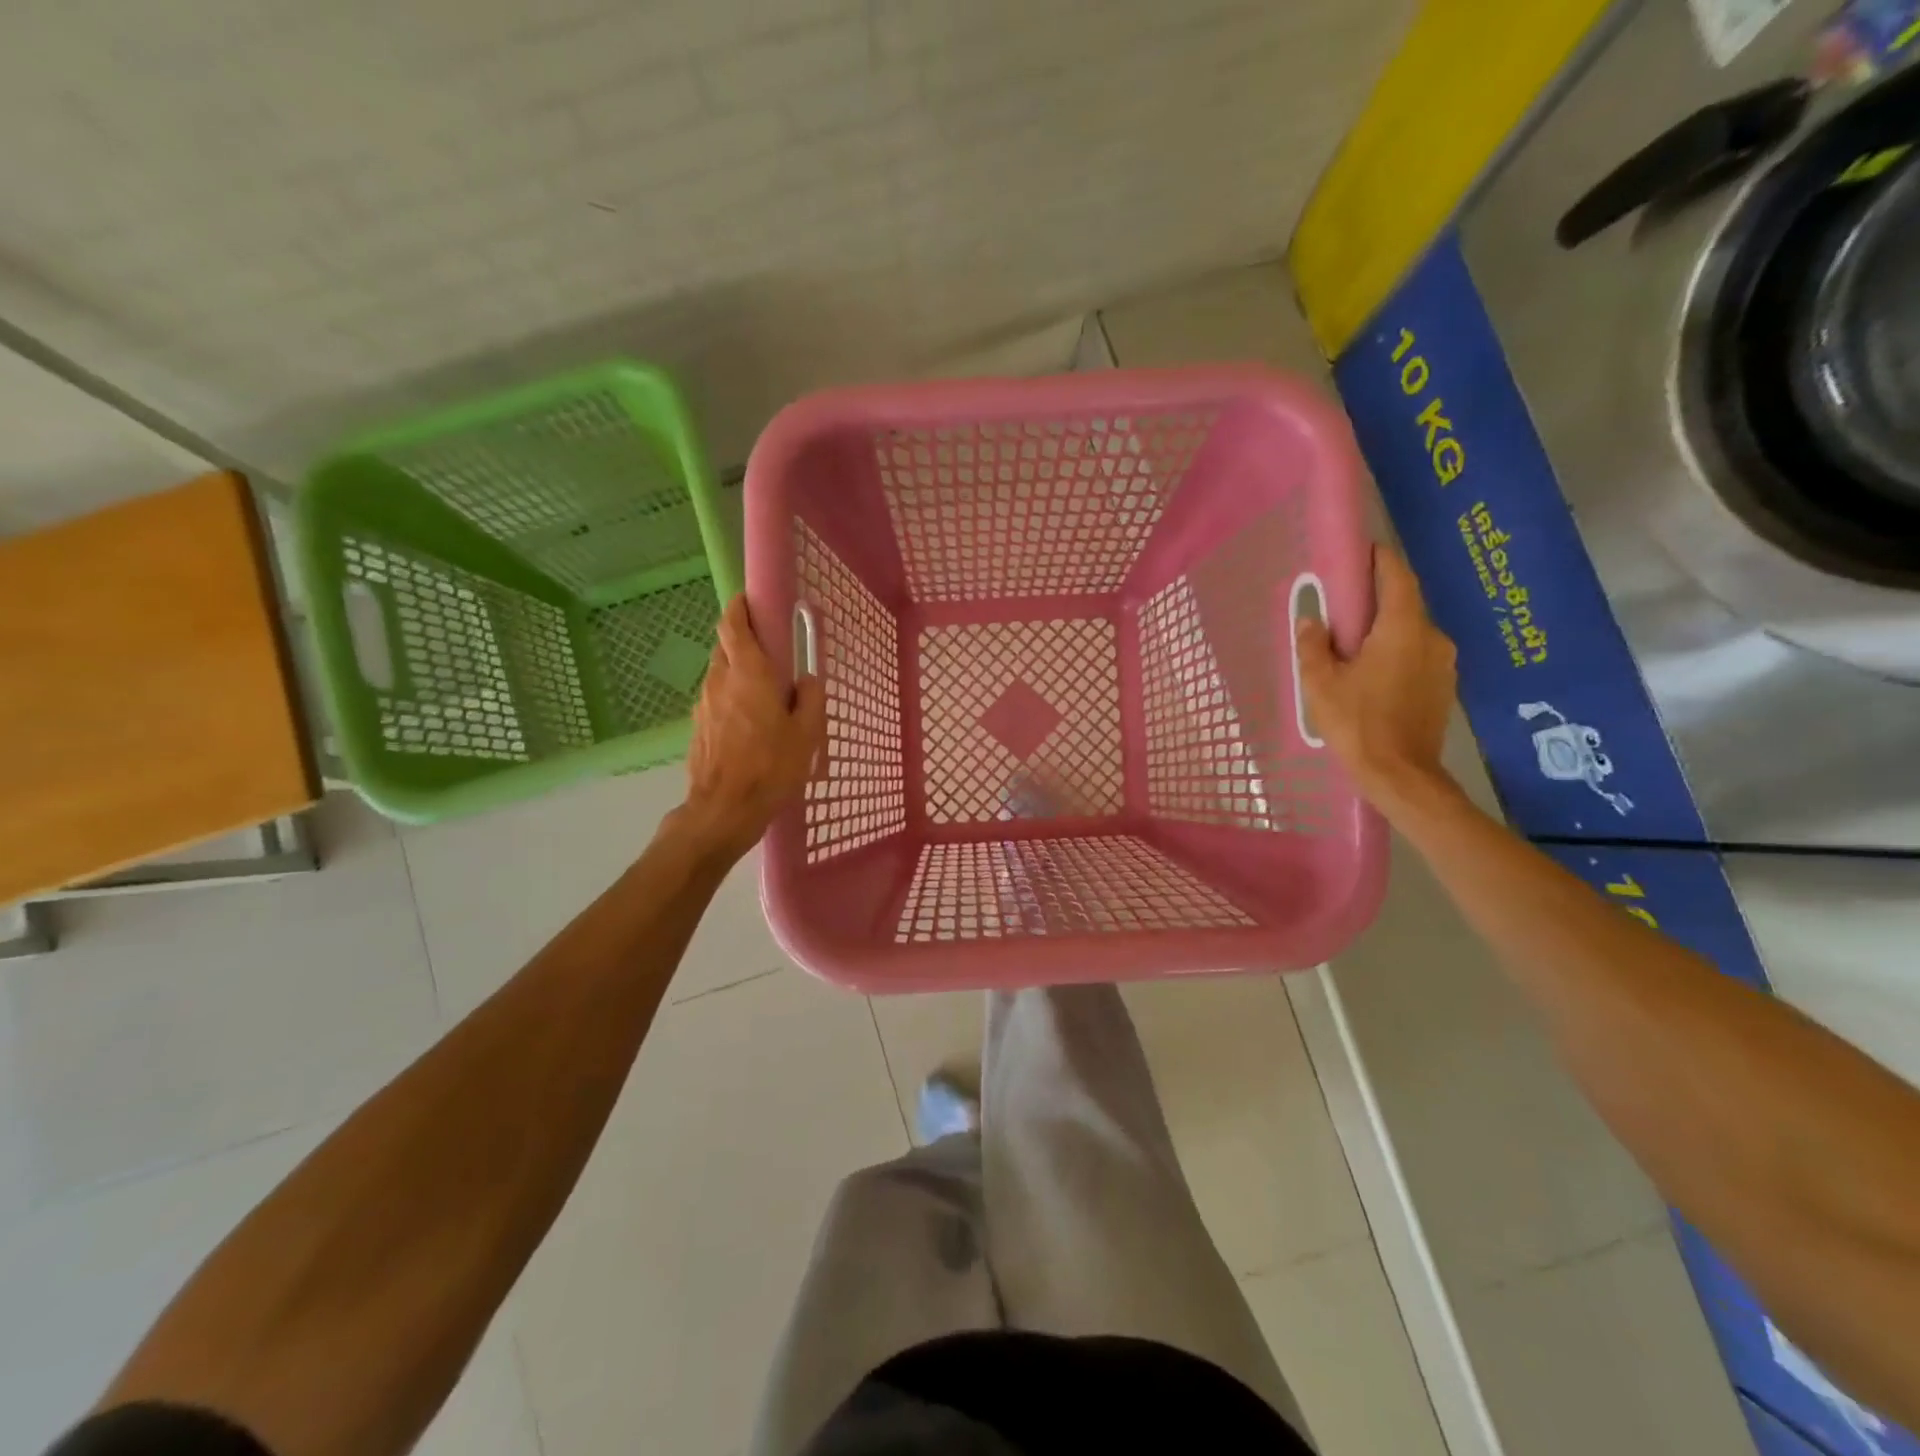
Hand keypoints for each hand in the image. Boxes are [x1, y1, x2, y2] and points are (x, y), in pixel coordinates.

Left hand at [677, 595, 825, 861]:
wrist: (724, 810)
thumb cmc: (771, 767)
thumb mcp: (806, 734)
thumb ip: (810, 699)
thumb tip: (807, 680)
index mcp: (748, 674)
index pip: (733, 625)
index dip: (739, 608)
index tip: (750, 601)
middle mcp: (719, 681)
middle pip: (725, 647)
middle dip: (743, 642)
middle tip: (770, 652)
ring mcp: (703, 705)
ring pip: (720, 674)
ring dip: (738, 673)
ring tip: (764, 694)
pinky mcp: (698, 728)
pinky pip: (716, 700)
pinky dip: (731, 699)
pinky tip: (750, 724)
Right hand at [1295, 545, 1458, 808]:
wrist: (1400, 776)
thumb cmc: (1357, 724)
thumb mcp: (1321, 684)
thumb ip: (1314, 646)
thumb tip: (1313, 621)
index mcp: (1403, 629)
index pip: (1397, 577)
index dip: (1380, 559)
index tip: (1361, 552)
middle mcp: (1432, 637)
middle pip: (1404, 606)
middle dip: (1374, 603)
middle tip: (1342, 612)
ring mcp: (1444, 663)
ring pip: (1410, 633)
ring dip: (1384, 633)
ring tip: (1352, 650)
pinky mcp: (1443, 686)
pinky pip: (1417, 656)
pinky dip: (1395, 654)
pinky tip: (1371, 676)